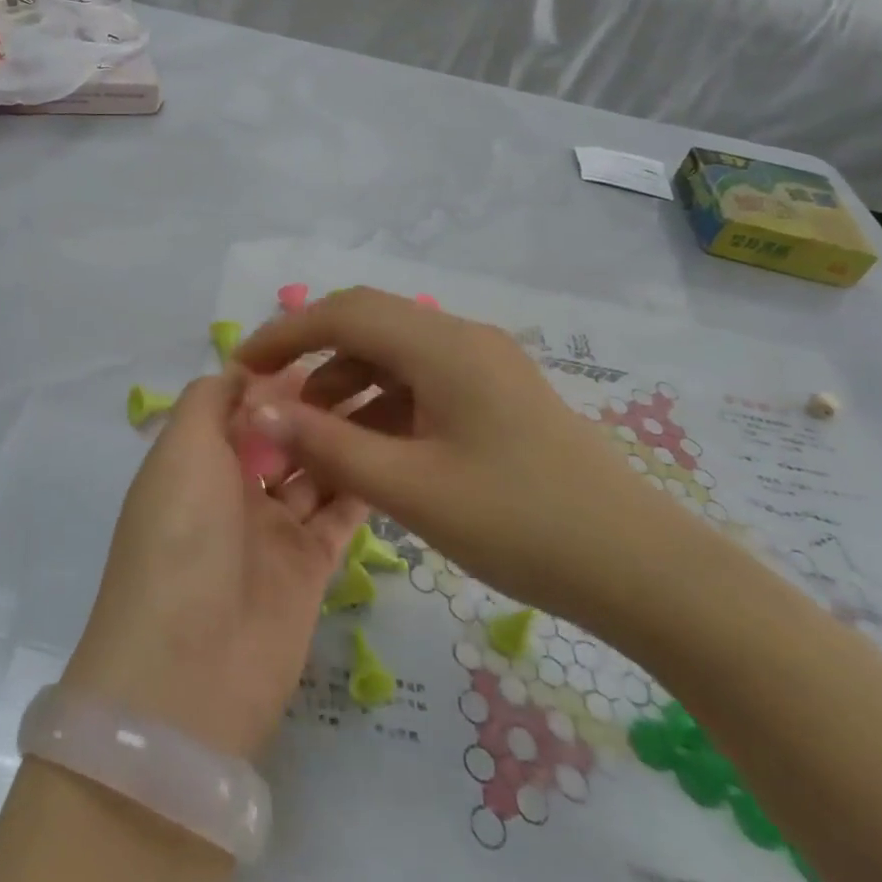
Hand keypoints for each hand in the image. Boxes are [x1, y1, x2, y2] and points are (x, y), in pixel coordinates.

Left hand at [63, 371, 367, 761]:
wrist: (191, 666)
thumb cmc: (181, 534)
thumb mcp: (182, 448)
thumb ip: (210, 400)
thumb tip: (241, 368)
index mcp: (194, 460)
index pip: (238, 406)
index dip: (274, 380)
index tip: (324, 349)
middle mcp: (230, 492)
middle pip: (280, 438)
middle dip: (315, 408)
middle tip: (372, 372)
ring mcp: (270, 531)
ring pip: (313, 473)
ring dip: (343, 442)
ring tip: (393, 401)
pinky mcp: (308, 569)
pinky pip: (338, 517)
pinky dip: (361, 488)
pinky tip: (395, 453)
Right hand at [235, 287, 703, 636]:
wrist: (639, 568)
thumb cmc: (519, 523)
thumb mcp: (410, 487)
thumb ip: (327, 444)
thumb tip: (258, 412)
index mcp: (443, 346)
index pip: (344, 313)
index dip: (285, 334)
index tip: (242, 368)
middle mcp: (462, 339)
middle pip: (368, 325)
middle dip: (312, 355)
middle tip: (269, 397)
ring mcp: (484, 367)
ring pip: (394, 357)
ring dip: (345, 385)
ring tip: (310, 435)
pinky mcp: (495, 397)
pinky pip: (422, 385)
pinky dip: (381, 407)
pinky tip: (365, 449)